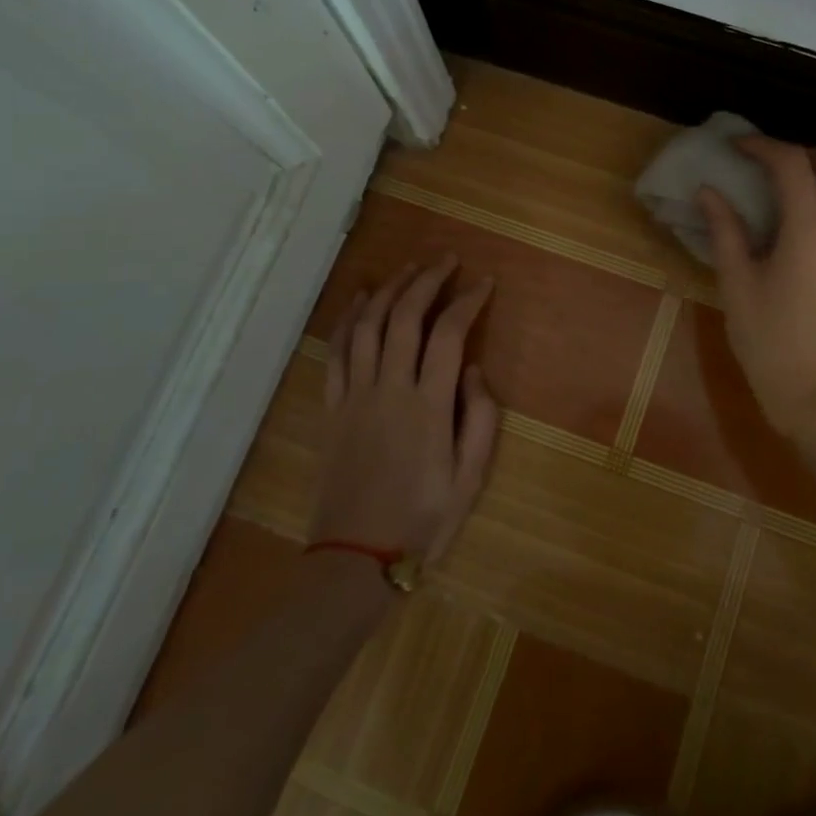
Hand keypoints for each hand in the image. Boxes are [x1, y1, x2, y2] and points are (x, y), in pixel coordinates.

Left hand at [310, 258, 498, 566]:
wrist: (357, 556)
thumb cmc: (423, 518)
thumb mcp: (470, 477)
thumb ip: (480, 418)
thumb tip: (475, 370)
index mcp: (428, 406)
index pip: (449, 334)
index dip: (467, 301)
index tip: (484, 283)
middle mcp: (390, 389)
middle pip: (404, 317)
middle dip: (427, 280)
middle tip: (445, 259)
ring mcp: (355, 395)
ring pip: (367, 325)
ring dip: (388, 290)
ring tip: (408, 269)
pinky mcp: (332, 407)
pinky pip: (337, 351)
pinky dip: (347, 319)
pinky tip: (359, 299)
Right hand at [697, 137, 815, 433]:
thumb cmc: (769, 341)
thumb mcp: (737, 284)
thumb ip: (725, 230)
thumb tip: (709, 192)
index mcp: (811, 231)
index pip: (793, 165)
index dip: (763, 147)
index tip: (735, 146)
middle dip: (801, 153)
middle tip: (762, 163)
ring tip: (774, 187)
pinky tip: (791, 219)